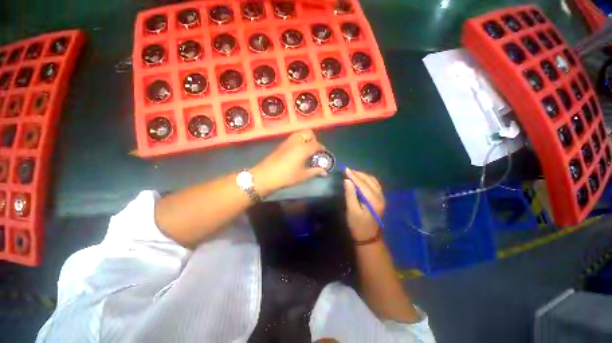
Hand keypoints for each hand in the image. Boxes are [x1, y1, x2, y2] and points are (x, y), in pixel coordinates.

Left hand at [252, 130, 326, 194]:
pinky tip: (298, 152)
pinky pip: (293, 138)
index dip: (321, 148)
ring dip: (306, 138)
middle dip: (314, 139)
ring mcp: (288, 141)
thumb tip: (324, 172)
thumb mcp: (302, 175)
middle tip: (314, 149)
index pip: (316, 144)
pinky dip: (299, 141)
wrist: (266, 176)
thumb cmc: (286, 176)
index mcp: (303, 148)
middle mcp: (296, 141)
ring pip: (300, 133)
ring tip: (307, 150)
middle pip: (308, 133)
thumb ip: (315, 171)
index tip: (323, 154)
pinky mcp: (282, 144)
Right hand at [344, 169, 384, 241]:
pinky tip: (361, 180)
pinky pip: (375, 185)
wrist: (369, 238)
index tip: (345, 169)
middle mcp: (380, 197)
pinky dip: (367, 180)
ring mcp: (382, 198)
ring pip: (373, 181)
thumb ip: (350, 195)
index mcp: (373, 201)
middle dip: (358, 174)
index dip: (354, 176)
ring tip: (353, 173)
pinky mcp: (380, 199)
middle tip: (348, 170)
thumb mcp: (352, 211)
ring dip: (363, 176)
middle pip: (369, 180)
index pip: (363, 184)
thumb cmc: (358, 226)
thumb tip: (347, 180)